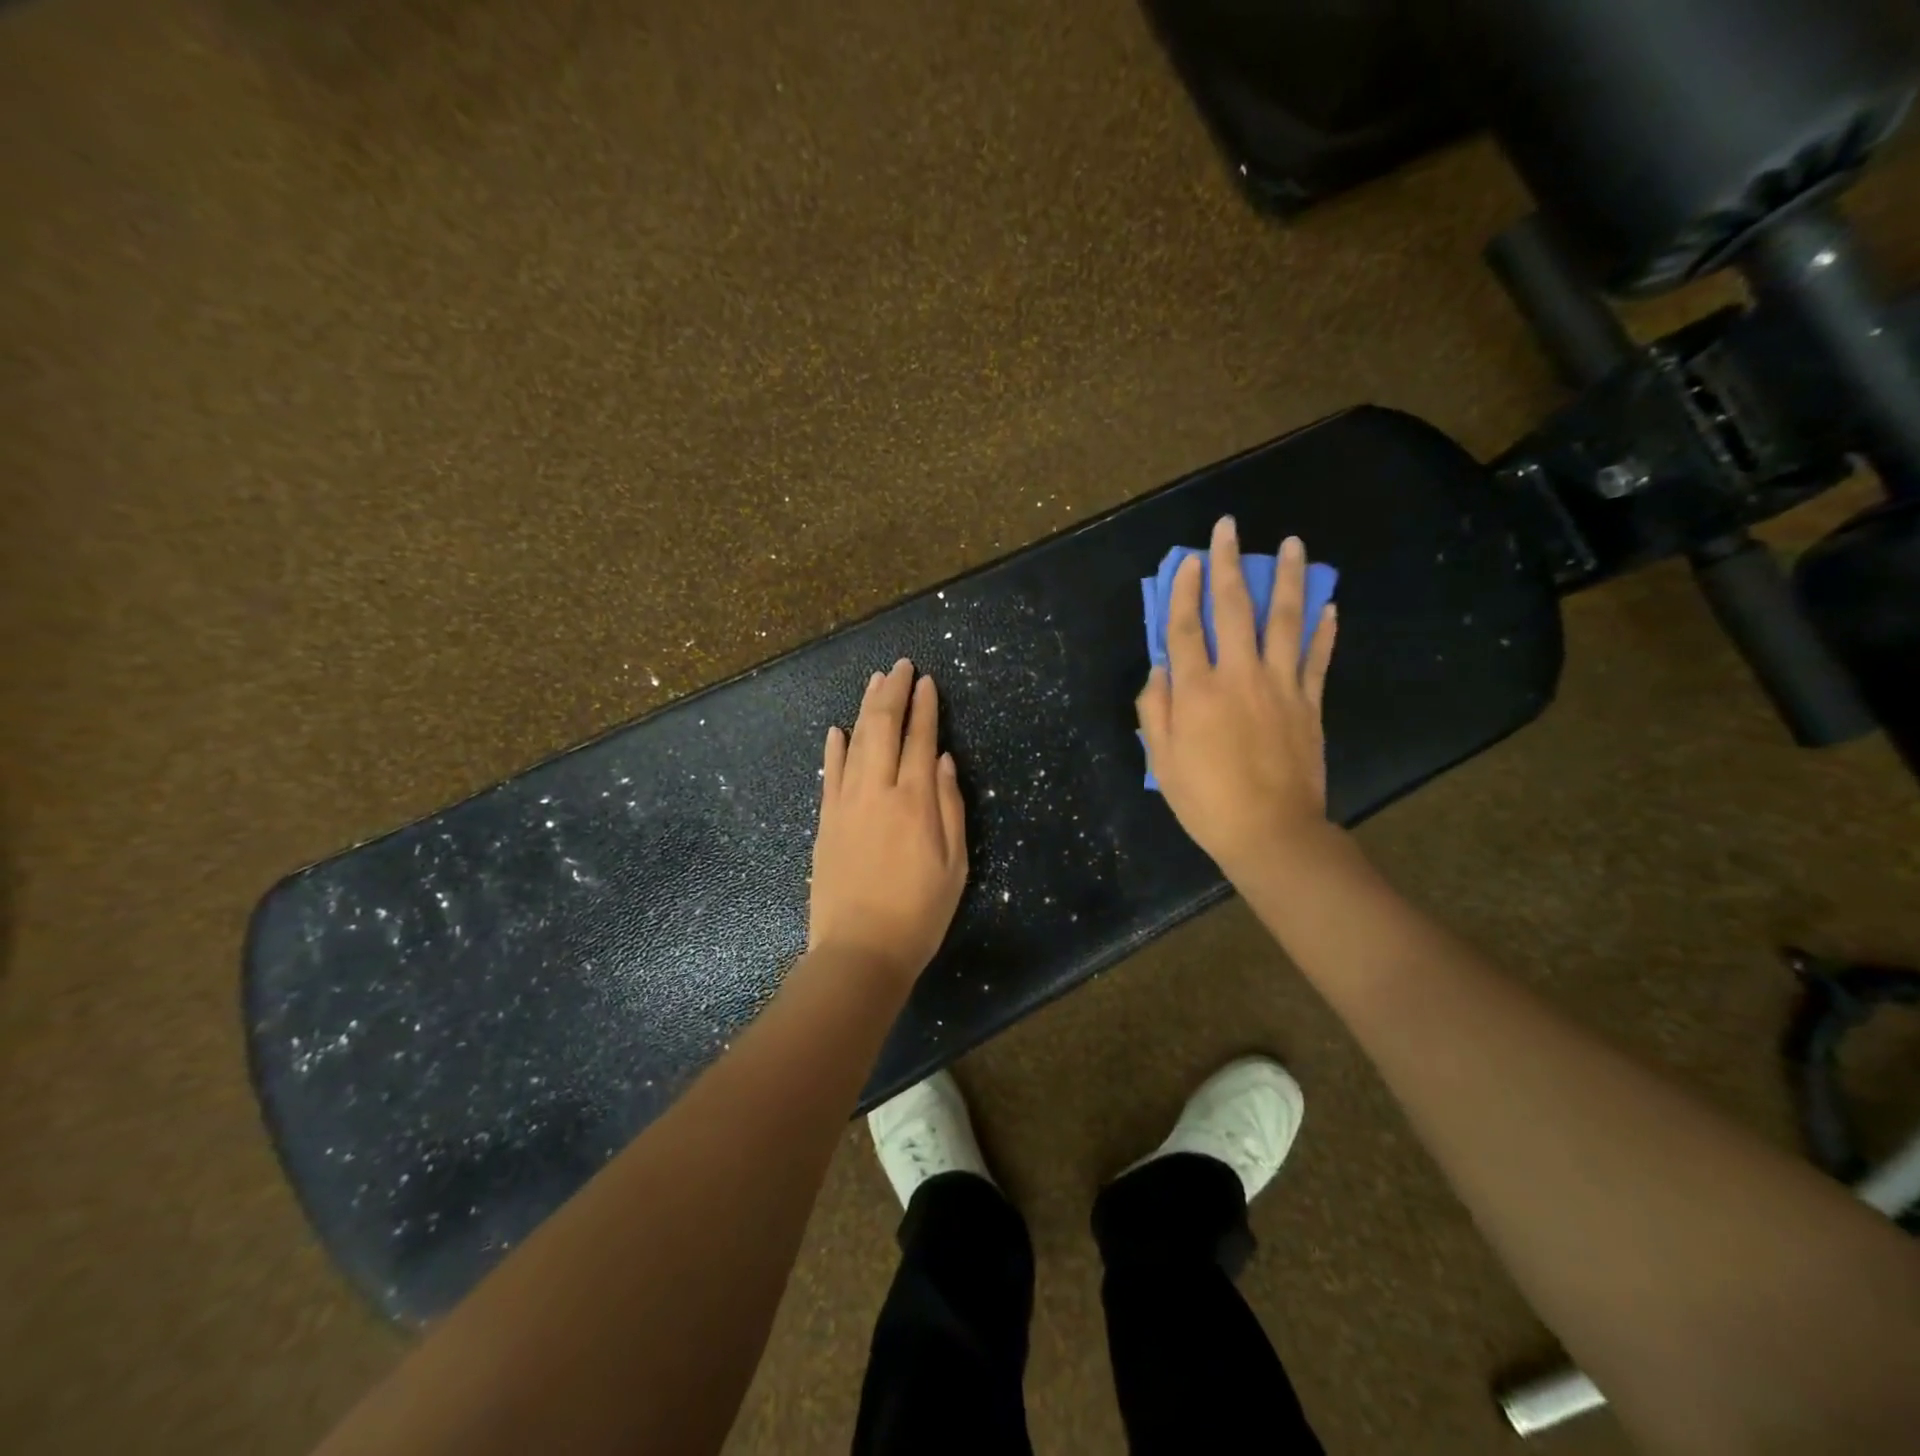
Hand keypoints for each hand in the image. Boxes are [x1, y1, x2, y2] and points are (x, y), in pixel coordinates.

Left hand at [808, 659, 968, 983]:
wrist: (860, 951)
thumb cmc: (919, 913)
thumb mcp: (955, 865)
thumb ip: (950, 807)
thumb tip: (944, 759)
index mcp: (915, 802)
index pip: (919, 739)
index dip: (924, 707)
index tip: (926, 681)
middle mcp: (878, 792)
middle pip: (883, 728)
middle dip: (892, 692)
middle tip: (899, 666)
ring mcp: (846, 804)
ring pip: (854, 742)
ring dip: (864, 708)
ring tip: (874, 681)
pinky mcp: (825, 821)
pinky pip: (829, 773)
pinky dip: (834, 747)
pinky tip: (837, 729)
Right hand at [1136, 517, 1338, 879]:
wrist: (1270, 831)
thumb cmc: (1205, 800)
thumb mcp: (1161, 759)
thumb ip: (1155, 708)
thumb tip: (1159, 668)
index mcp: (1196, 691)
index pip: (1185, 628)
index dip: (1183, 591)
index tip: (1188, 559)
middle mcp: (1239, 677)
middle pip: (1233, 609)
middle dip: (1228, 565)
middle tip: (1229, 529)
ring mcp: (1281, 686)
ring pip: (1285, 621)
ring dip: (1289, 579)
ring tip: (1295, 544)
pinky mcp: (1310, 703)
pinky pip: (1318, 658)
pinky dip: (1324, 629)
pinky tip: (1329, 604)